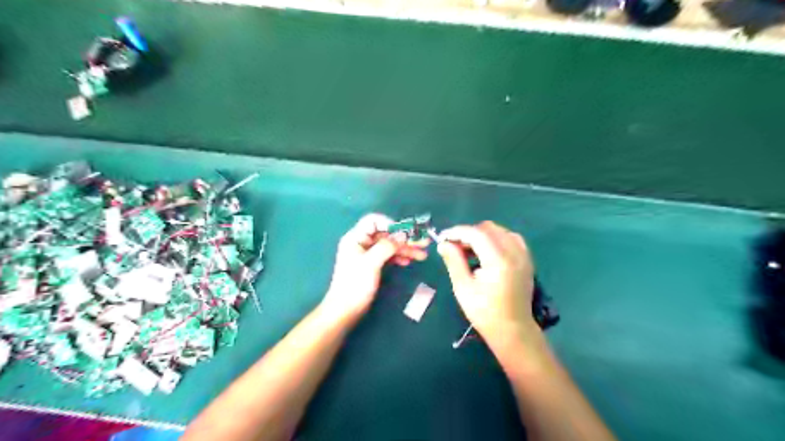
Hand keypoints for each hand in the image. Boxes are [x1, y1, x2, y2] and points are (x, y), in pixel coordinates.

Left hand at [320, 214, 425, 320]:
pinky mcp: (372, 265)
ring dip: (405, 248)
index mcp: (356, 238)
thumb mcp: (371, 263)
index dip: (390, 224)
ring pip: (389, 246)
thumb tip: (403, 234)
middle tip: (423, 242)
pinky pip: (388, 256)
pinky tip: (409, 260)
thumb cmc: (355, 285)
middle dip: (404, 238)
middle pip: (385, 234)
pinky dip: (399, 256)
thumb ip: (386, 247)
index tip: (406, 232)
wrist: (345, 311)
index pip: (373, 221)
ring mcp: (367, 254)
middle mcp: (361, 243)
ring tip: (423, 254)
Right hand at [438, 222, 536, 349]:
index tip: (442, 237)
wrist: (512, 330)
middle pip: (489, 229)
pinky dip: (497, 239)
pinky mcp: (526, 260)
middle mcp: (514, 252)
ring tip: (470, 251)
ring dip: (483, 235)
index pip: (476, 233)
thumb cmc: (485, 312)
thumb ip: (454, 261)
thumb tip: (443, 243)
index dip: (457, 232)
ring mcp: (523, 255)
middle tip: (455, 247)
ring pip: (500, 231)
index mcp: (498, 260)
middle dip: (469, 233)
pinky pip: (511, 239)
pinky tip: (488, 253)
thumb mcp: (463, 287)